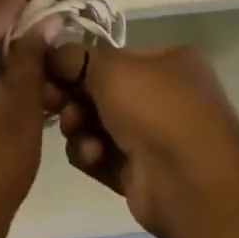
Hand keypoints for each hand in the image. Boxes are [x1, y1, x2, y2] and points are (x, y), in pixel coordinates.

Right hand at [43, 41, 238, 237]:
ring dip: (80, 127)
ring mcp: (154, 138)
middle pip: (100, 91)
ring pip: (97, 125)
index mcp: (167, 62)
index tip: (46, 71)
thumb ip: (74, 57)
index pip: (111, 57)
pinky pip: (103, 157)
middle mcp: (163, 97)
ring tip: (76, 131)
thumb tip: (48, 54)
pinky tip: (92, 156)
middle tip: (52, 102)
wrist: (191, 182)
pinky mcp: (141, 176)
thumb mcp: (110, 67)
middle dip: (73, 97)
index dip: (77, 63)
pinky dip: (91, 154)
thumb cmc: (156, 107)